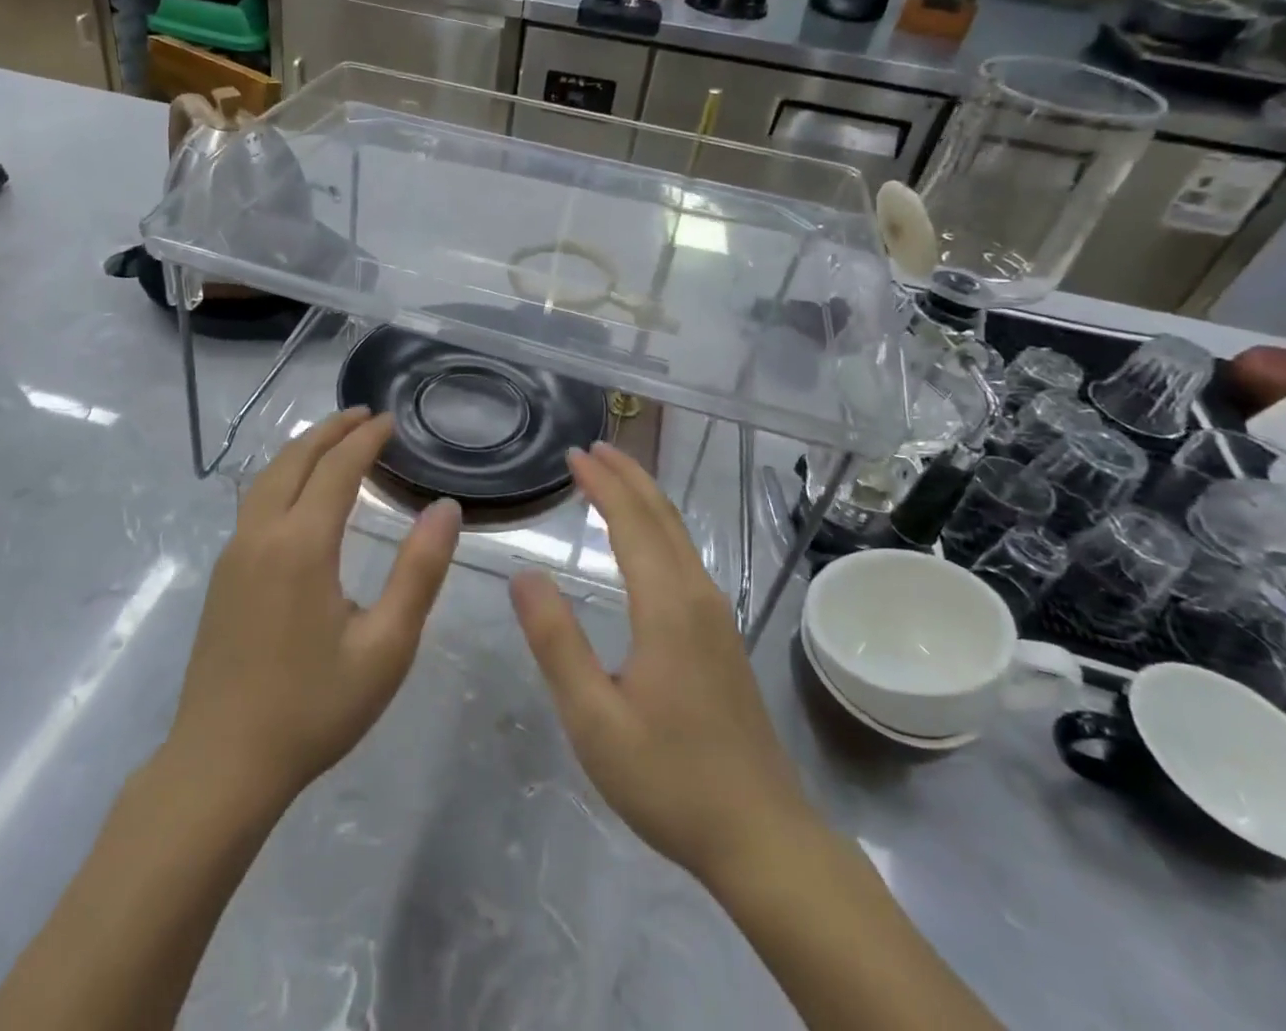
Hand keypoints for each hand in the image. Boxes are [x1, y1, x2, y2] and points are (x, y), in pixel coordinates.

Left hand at [167, 408, 461, 812]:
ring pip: (267, 477)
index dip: (366, 439)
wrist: (221, 765)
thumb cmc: (314, 709)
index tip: (391, 420)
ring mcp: (234, 553)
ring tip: (334, 439)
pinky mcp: (223, 575)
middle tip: (364, 415)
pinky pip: (255, 502)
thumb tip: (446, 508)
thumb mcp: (385, 647)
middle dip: (330, 430)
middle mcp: (261, 534)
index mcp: (301, 545)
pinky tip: (298, 492)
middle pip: (294, 460)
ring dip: (302, 450)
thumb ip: (419, 572)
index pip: (337, 469)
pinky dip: (282, 475)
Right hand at [510, 442, 811, 891]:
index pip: (632, 523)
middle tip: (592, 448)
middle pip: (662, 516)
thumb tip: (524, 575)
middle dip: (627, 476)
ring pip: (679, 535)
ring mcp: (717, 616)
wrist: (762, 836)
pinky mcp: (722, 636)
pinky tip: (644, 540)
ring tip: (613, 476)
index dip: (602, 484)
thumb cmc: (669, 779)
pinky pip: (686, 558)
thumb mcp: (594, 718)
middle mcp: (698, 597)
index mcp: (667, 607)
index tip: (573, 454)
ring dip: (645, 498)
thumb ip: (556, 642)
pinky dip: (658, 528)